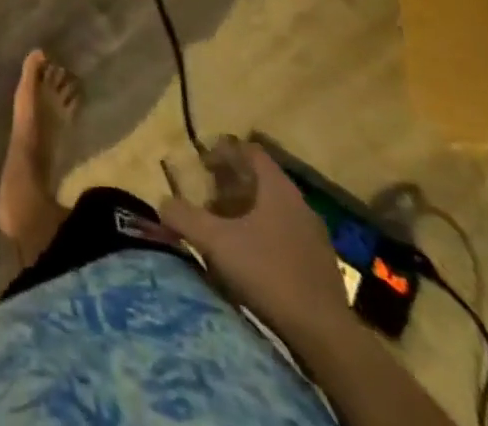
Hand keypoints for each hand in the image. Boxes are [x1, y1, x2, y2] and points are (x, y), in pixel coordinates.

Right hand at [158, 144, 351, 343]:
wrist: (325, 336)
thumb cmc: (268, 273)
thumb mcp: (215, 242)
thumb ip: (184, 217)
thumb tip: (162, 203)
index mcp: (278, 188)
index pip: (251, 152)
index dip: (224, 151)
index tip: (202, 163)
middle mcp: (300, 204)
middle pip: (262, 180)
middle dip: (232, 184)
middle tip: (207, 196)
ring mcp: (314, 236)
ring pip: (274, 210)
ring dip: (248, 212)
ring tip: (224, 228)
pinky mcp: (321, 267)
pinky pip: (286, 236)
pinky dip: (264, 236)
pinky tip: (250, 258)